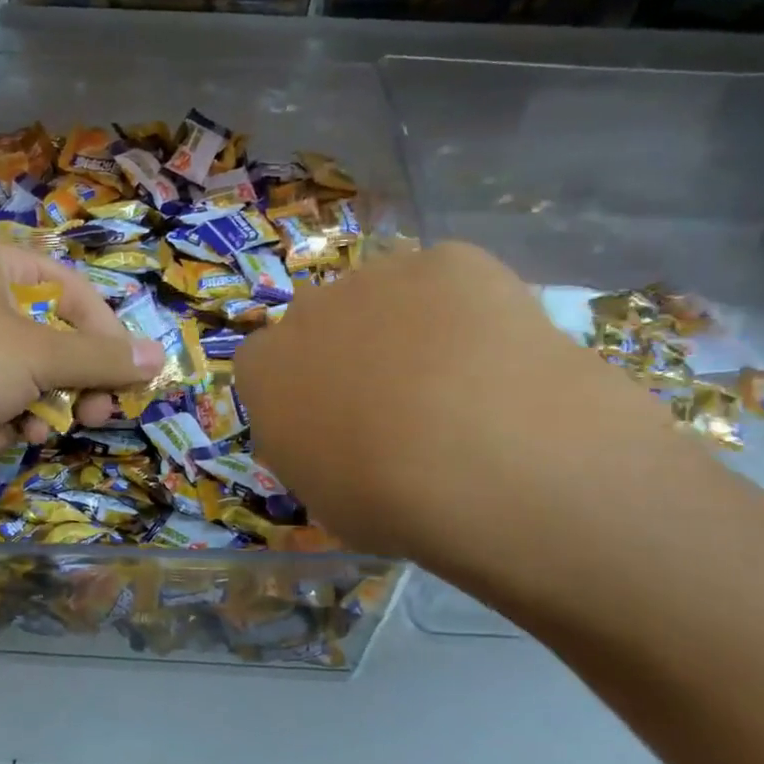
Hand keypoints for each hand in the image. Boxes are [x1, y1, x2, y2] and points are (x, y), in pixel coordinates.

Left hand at [0, 228, 166, 482]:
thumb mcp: (34, 358)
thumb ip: (99, 360)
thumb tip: (160, 357)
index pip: (74, 292)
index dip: (107, 339)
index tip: (124, 384)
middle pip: (43, 335)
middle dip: (65, 384)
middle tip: (87, 419)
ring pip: (10, 370)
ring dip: (26, 407)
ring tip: (23, 434)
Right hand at [234, 243, 717, 589]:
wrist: (478, 459)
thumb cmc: (385, 502)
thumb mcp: (326, 500)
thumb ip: (316, 451)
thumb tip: (341, 438)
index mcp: (266, 370)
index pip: (267, 362)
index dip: (305, 387)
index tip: (337, 419)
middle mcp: (309, 310)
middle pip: (326, 320)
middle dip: (354, 350)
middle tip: (403, 402)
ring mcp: (378, 277)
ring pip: (389, 295)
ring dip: (412, 326)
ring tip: (463, 381)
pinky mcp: (448, 260)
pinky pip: (452, 281)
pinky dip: (470, 309)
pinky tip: (497, 354)